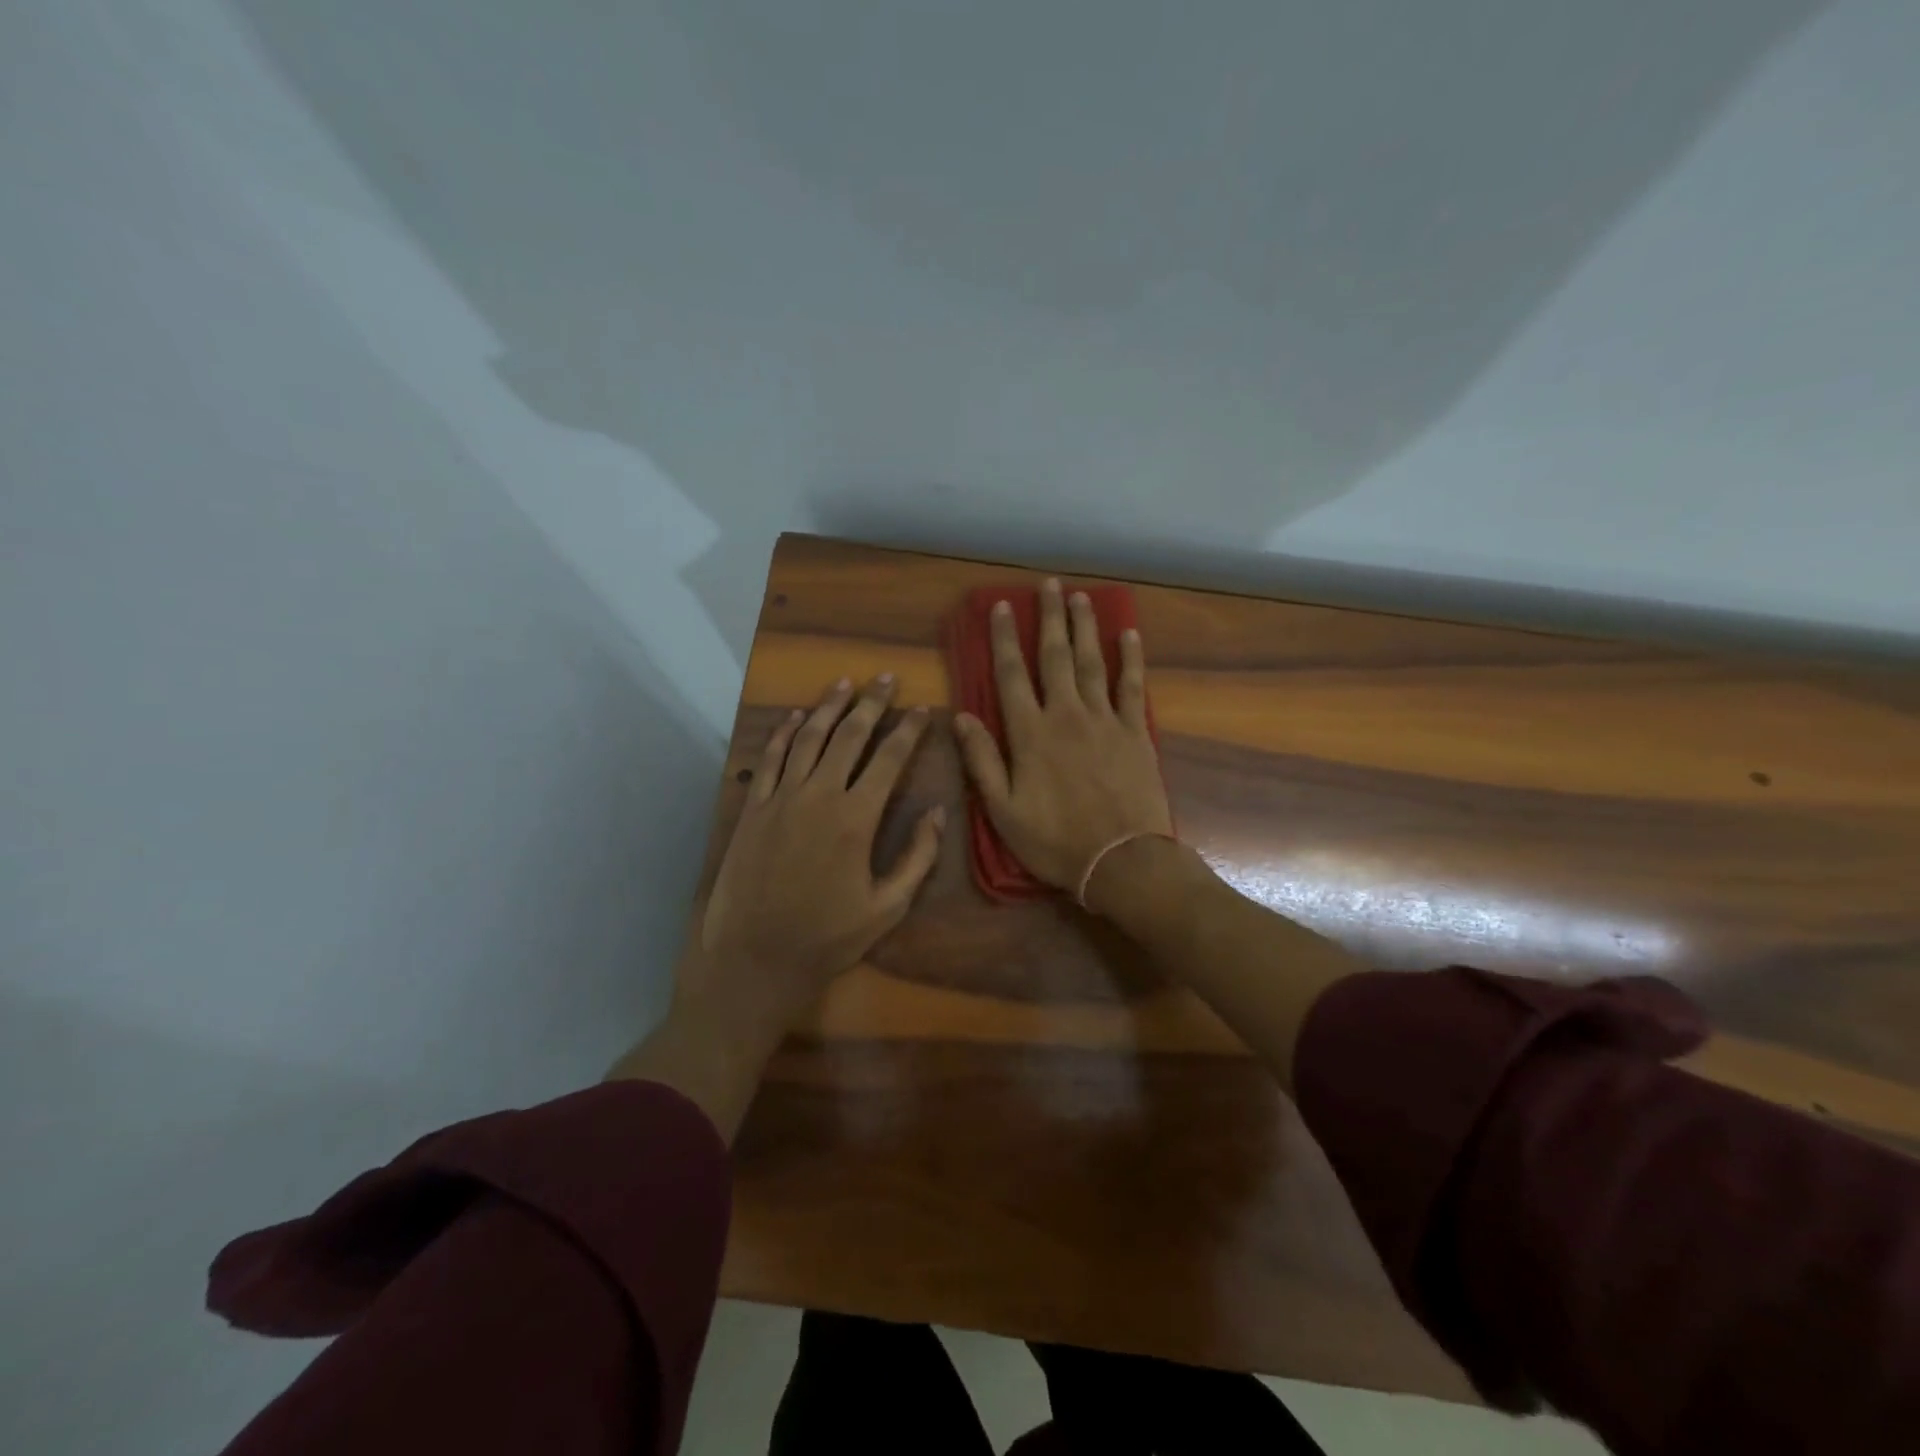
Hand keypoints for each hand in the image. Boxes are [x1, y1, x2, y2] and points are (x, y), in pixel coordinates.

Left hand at [686, 675, 944, 1033]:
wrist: (756, 958)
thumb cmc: (828, 937)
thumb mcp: (888, 907)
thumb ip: (918, 857)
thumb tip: (938, 812)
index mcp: (856, 818)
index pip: (889, 758)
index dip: (908, 729)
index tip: (922, 708)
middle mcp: (819, 796)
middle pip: (849, 736)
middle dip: (871, 703)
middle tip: (885, 678)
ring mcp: (780, 798)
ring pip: (808, 738)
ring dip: (828, 707)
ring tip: (844, 683)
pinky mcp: (752, 808)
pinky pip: (769, 759)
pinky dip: (783, 733)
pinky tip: (796, 717)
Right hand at [953, 578, 1173, 896]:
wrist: (1121, 860)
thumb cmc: (1054, 840)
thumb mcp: (1003, 810)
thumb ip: (981, 760)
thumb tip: (959, 717)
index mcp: (1030, 734)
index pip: (1011, 675)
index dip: (1004, 639)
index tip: (1002, 606)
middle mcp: (1066, 715)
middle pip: (1055, 657)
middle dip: (1050, 618)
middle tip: (1048, 584)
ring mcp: (1105, 720)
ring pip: (1092, 663)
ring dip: (1085, 628)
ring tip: (1080, 597)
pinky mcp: (1135, 733)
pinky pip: (1132, 687)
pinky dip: (1130, 659)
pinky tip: (1128, 635)